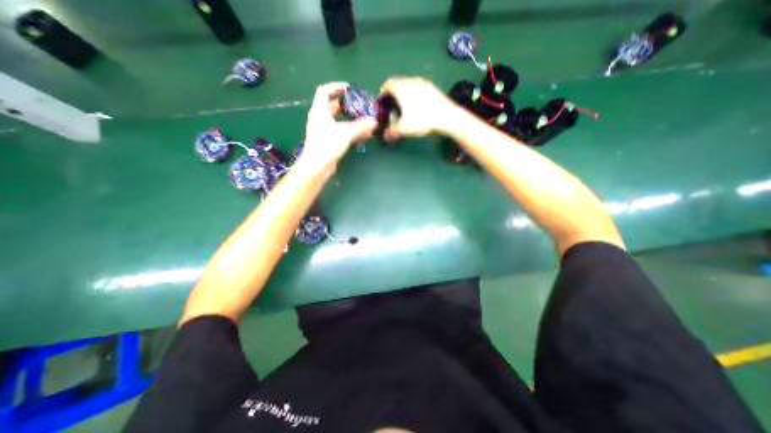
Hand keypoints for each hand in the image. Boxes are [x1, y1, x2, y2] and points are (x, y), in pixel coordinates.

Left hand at [301, 82, 376, 166]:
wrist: (317, 167)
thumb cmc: (327, 145)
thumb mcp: (345, 133)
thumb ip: (360, 126)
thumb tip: (374, 121)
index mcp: (319, 111)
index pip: (324, 91)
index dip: (336, 87)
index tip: (349, 88)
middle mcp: (320, 119)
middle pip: (332, 106)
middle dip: (346, 104)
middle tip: (359, 104)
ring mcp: (323, 131)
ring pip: (337, 120)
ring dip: (350, 119)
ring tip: (363, 118)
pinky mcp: (328, 142)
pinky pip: (340, 131)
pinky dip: (350, 130)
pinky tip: (361, 134)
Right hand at [380, 76, 459, 139]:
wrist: (447, 117)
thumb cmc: (421, 120)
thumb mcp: (403, 129)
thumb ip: (391, 132)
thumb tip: (385, 136)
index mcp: (401, 87)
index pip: (387, 84)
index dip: (382, 93)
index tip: (382, 103)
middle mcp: (411, 81)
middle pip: (398, 84)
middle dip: (393, 95)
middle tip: (393, 108)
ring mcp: (423, 83)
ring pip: (409, 86)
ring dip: (404, 95)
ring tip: (405, 109)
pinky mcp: (433, 88)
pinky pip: (419, 89)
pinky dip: (415, 96)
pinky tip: (418, 108)